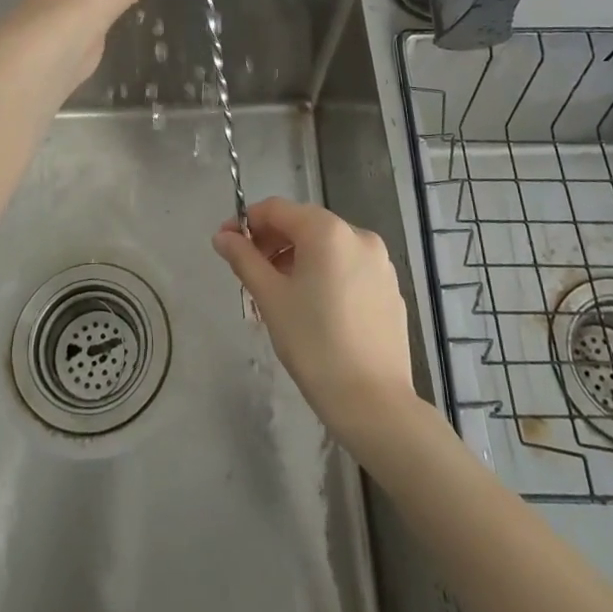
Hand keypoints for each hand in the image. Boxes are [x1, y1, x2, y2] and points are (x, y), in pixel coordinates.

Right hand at [212, 197, 419, 450]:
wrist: (373, 402)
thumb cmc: (314, 344)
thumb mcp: (271, 298)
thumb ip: (244, 259)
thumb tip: (222, 236)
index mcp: (328, 231)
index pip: (277, 209)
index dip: (246, 222)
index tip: (225, 244)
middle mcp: (358, 235)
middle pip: (304, 224)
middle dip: (271, 242)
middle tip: (248, 272)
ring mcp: (380, 263)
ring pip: (327, 247)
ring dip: (296, 258)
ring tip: (277, 293)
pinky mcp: (390, 289)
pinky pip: (348, 268)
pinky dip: (324, 274)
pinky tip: (312, 308)